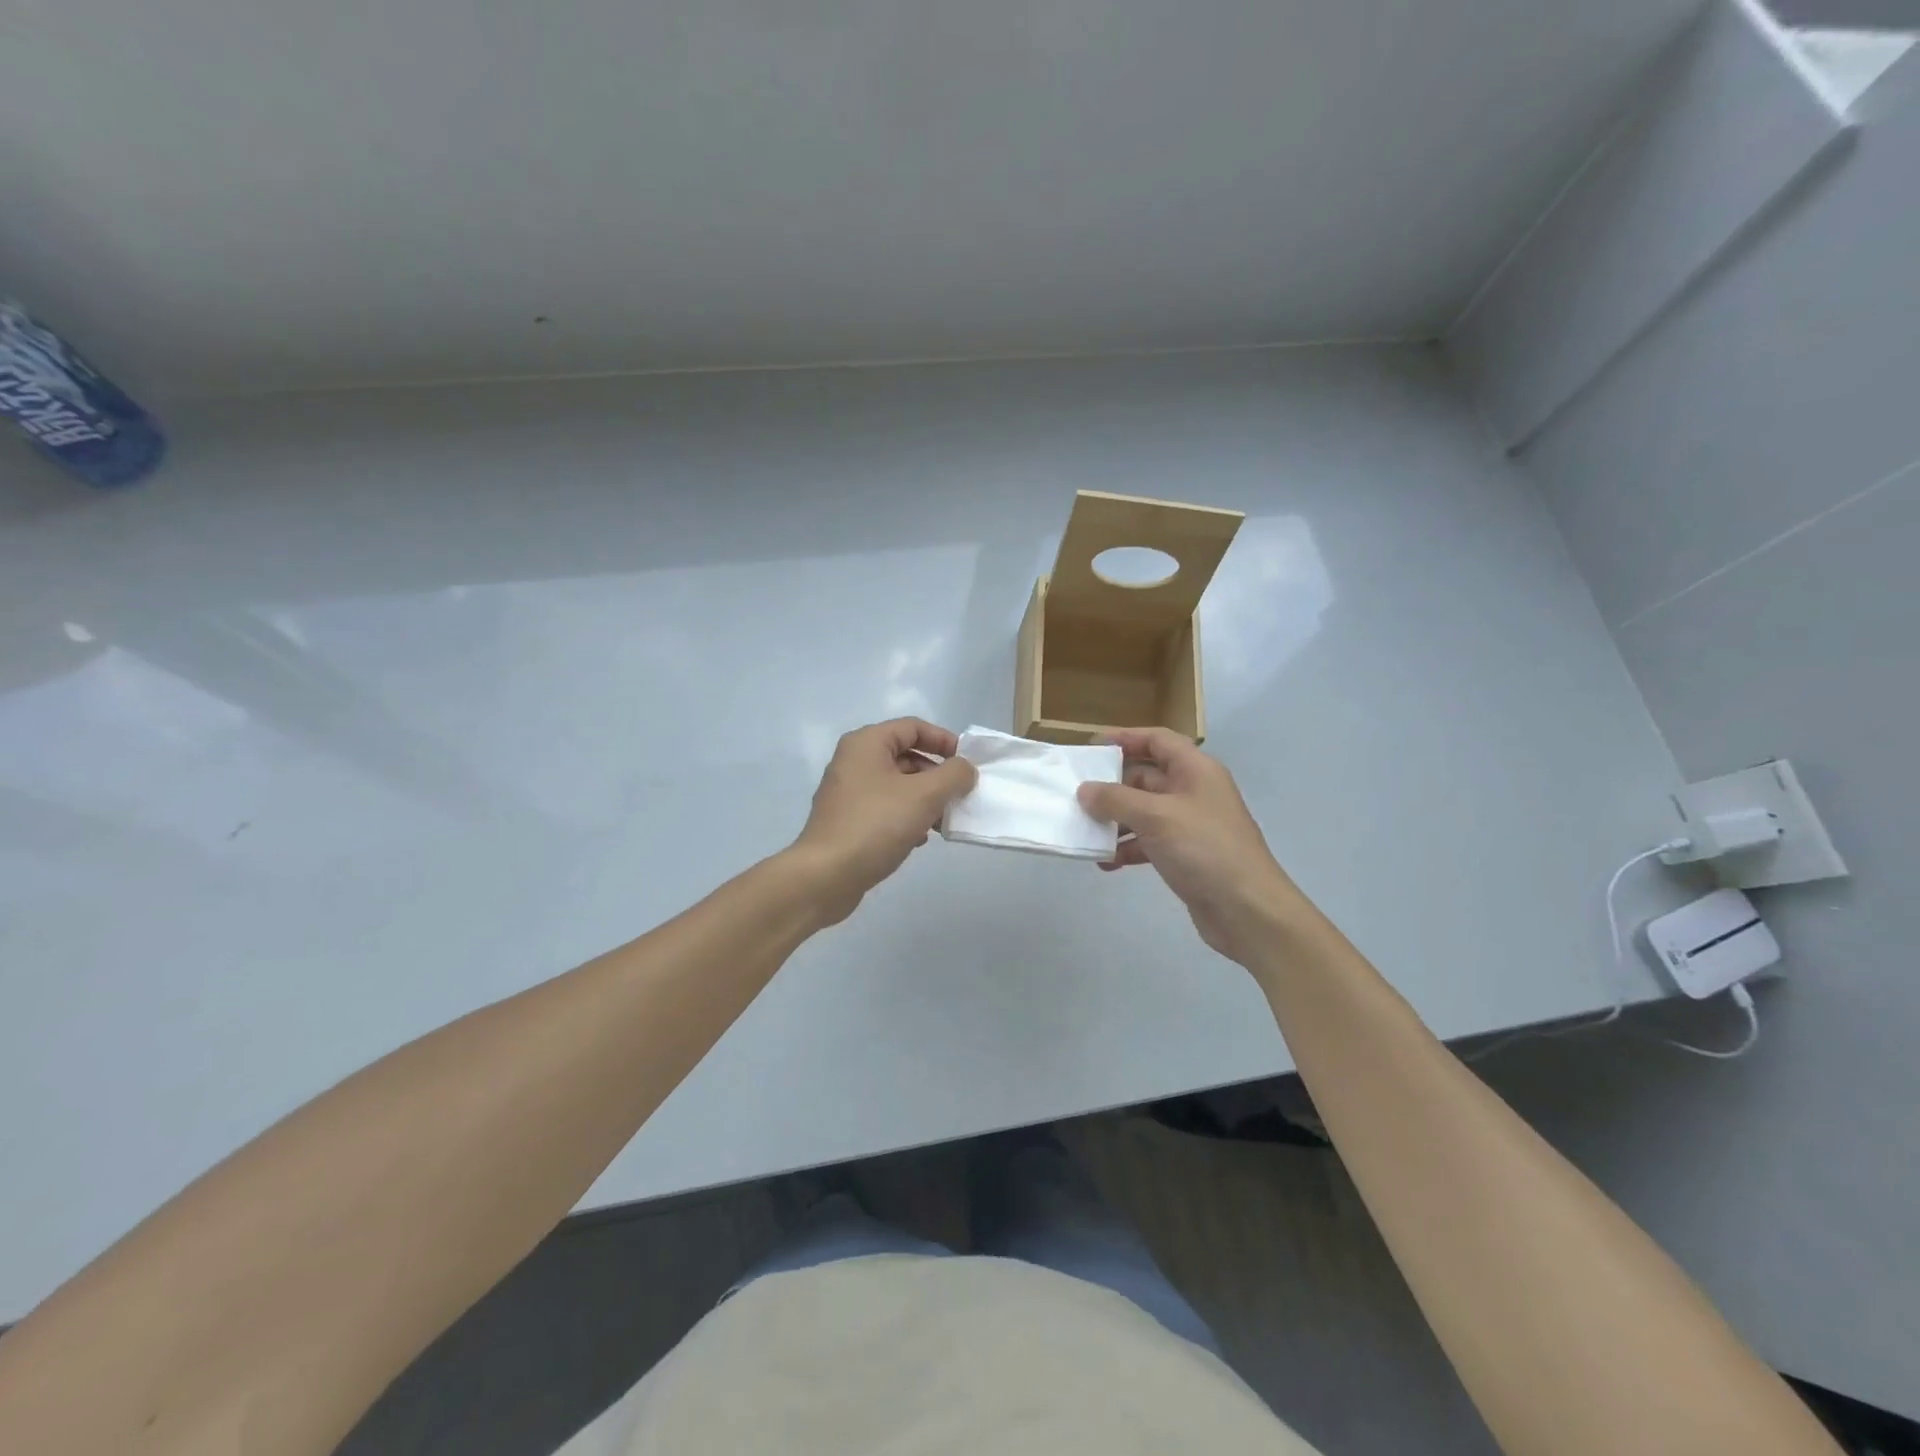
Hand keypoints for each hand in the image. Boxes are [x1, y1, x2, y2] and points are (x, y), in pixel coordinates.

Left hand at [790, 718, 977, 924]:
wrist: (826, 876)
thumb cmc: (876, 824)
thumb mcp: (925, 795)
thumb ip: (953, 775)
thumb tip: (965, 769)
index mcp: (867, 743)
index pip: (913, 727)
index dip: (944, 740)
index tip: (968, 763)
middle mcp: (854, 761)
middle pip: (906, 756)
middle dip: (937, 775)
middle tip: (960, 796)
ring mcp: (848, 792)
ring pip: (898, 785)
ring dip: (926, 799)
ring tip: (944, 821)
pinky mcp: (848, 820)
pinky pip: (886, 808)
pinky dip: (907, 817)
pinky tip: (920, 838)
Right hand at [1077, 727, 1308, 964]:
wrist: (1248, 910)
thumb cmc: (1204, 849)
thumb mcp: (1155, 816)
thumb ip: (1115, 799)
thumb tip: (1085, 790)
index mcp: (1195, 770)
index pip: (1157, 740)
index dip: (1125, 738)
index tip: (1091, 748)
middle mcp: (1194, 791)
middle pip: (1146, 777)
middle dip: (1112, 786)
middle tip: (1077, 796)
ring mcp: (1190, 825)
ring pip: (1144, 812)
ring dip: (1116, 821)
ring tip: (1085, 833)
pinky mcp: (1186, 855)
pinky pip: (1149, 842)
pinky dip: (1127, 848)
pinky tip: (1106, 863)